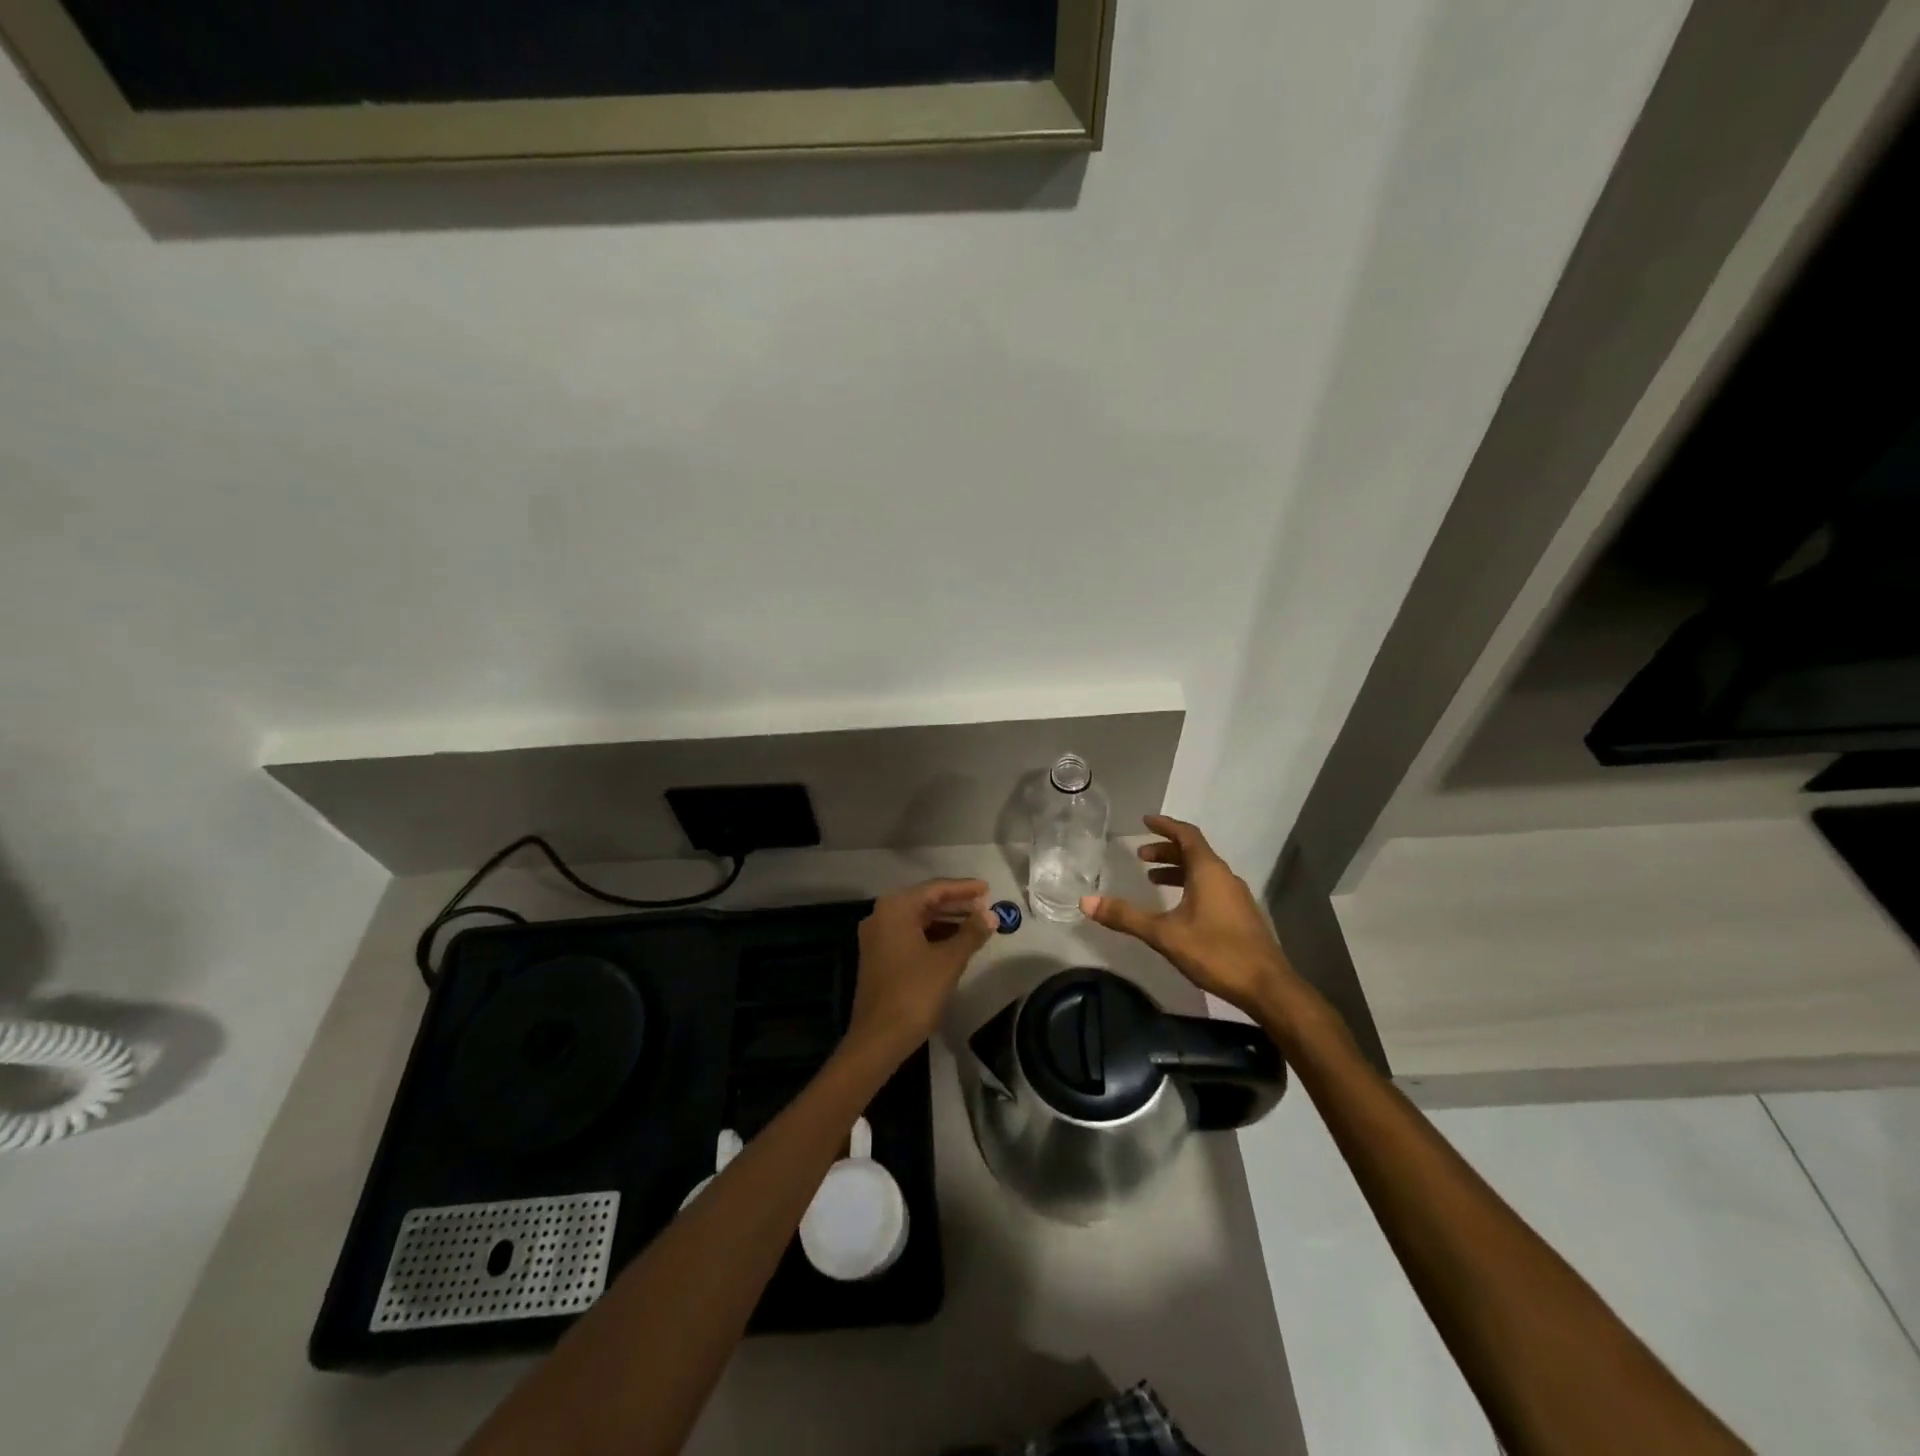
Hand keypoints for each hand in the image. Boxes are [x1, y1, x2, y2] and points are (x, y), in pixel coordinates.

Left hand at [847, 879, 995, 1065]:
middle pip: (925, 901)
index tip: (988, 889)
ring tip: (975, 925)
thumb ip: (971, 933)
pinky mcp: (878, 956)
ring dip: (946, 920)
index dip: (964, 888)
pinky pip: (910, 935)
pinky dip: (933, 935)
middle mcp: (881, 915)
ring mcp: (877, 937)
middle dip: (956, 904)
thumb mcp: (949, 961)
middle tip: (985, 907)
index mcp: (896, 908)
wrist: (878, 1038)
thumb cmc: (914, 993)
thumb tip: (991, 915)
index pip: (935, 889)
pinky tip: (954, 943)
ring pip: (918, 919)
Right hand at [1081, 816, 1298, 1018]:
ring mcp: (1237, 897)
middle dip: (1166, 851)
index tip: (1145, 821)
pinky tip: (1179, 908)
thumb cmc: (1216, 952)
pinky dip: (1190, 886)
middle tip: (1141, 856)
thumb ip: (1125, 916)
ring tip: (1153, 879)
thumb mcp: (1164, 934)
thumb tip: (1086, 901)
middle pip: (1194, 852)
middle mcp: (1225, 877)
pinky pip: (1212, 888)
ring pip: (1204, 872)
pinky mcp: (1241, 916)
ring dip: (1178, 870)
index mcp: (1208, 871)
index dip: (1165, 826)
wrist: (1268, 987)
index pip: (1186, 835)